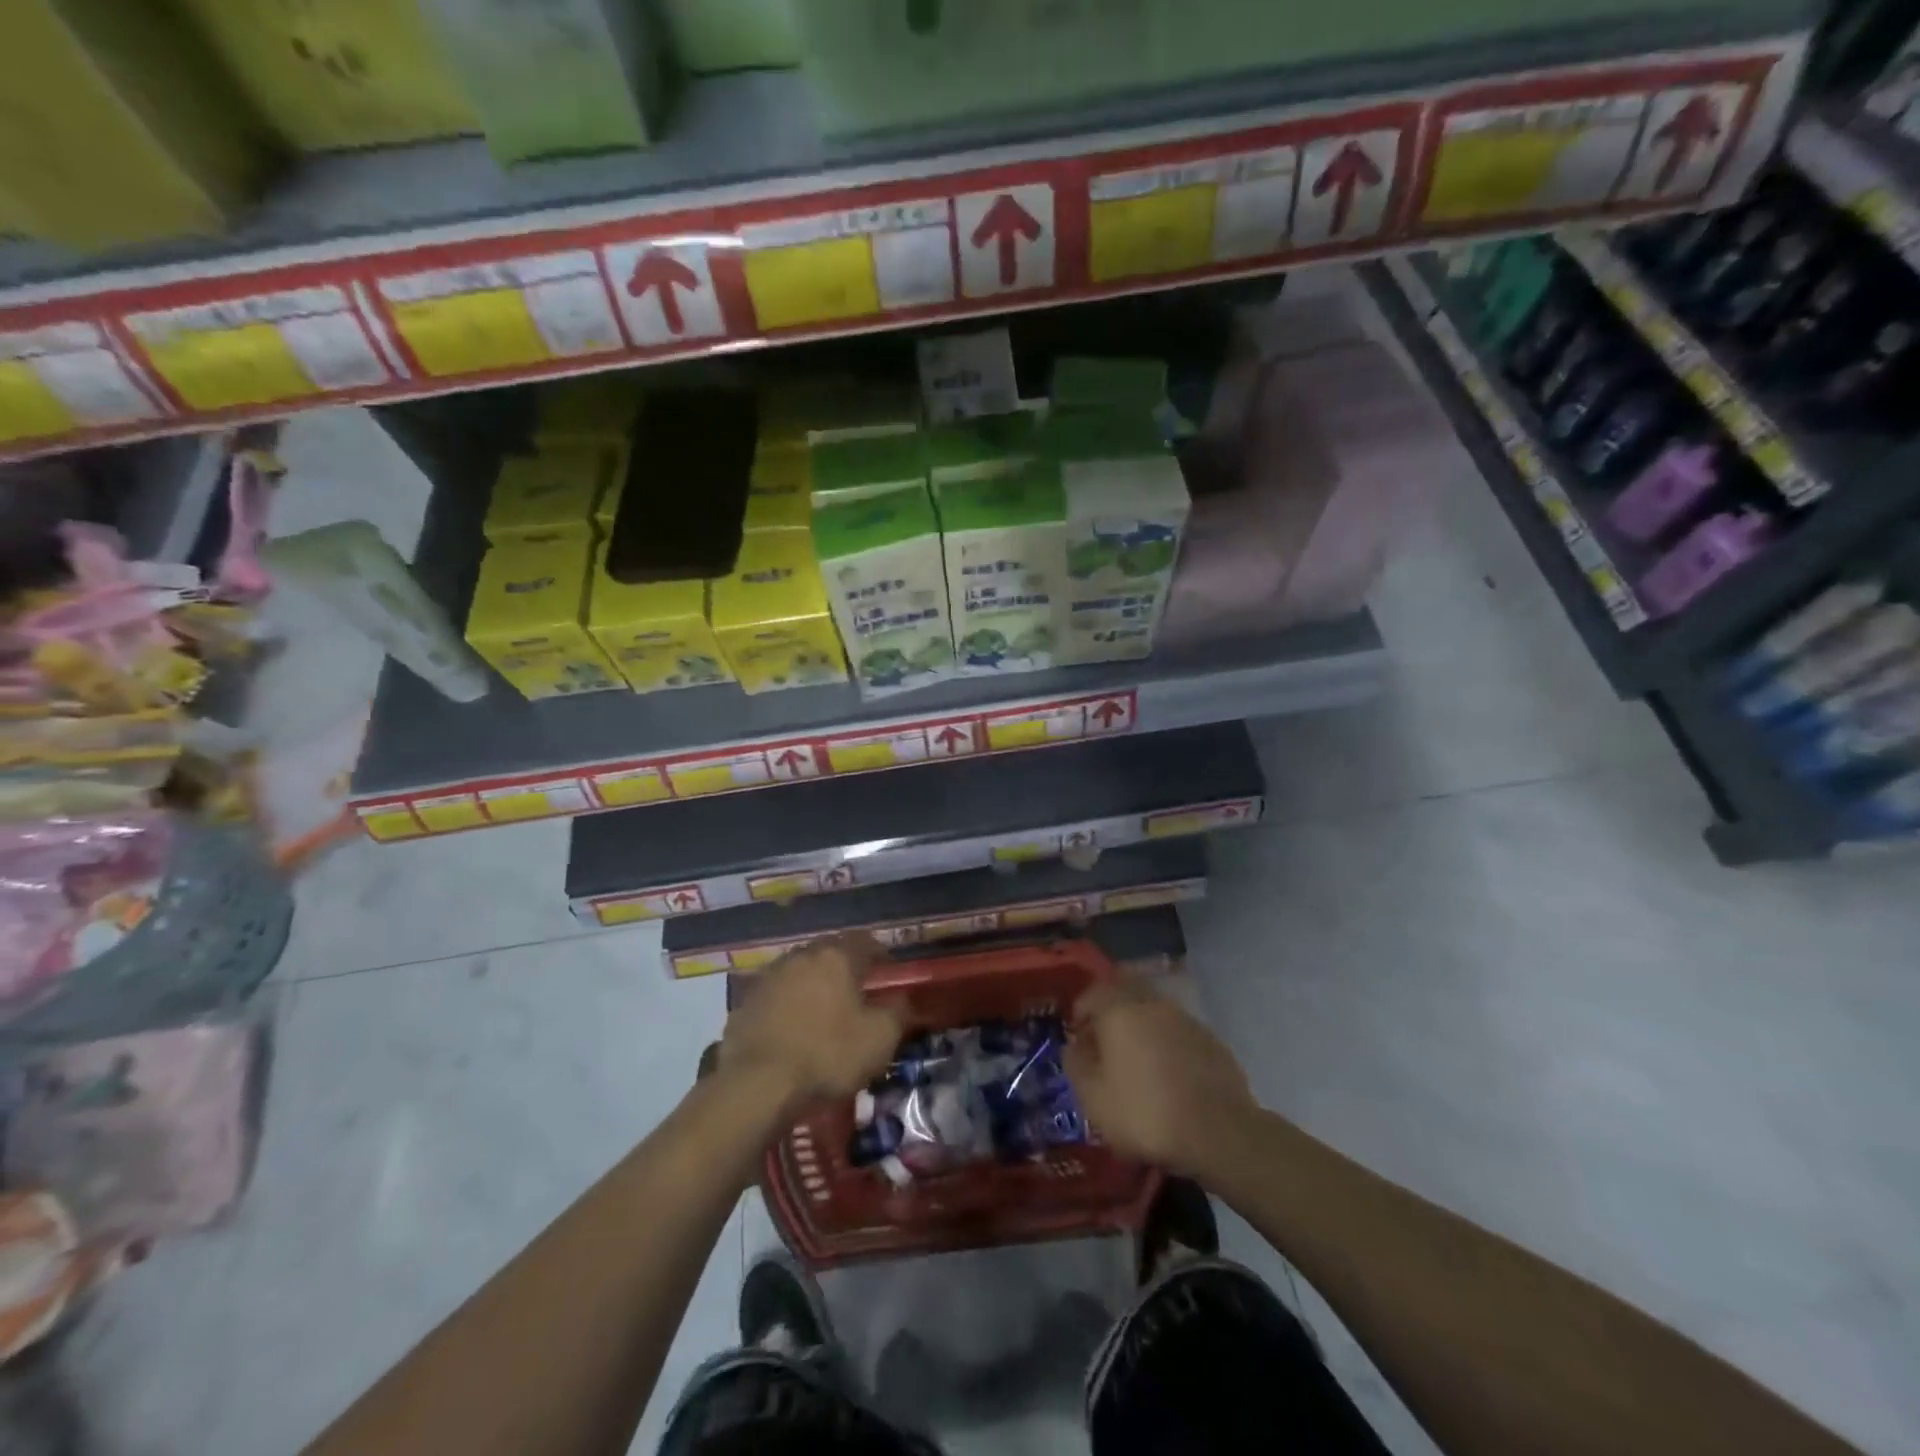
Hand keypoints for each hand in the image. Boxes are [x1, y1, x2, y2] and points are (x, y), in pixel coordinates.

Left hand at [717, 933, 902, 1114]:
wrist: (758, 1085)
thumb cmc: (828, 1055)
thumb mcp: (880, 1038)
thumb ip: (898, 1011)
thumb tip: (901, 999)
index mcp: (836, 958)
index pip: (864, 941)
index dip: (879, 953)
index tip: (888, 968)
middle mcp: (801, 957)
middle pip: (828, 953)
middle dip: (844, 967)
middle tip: (856, 989)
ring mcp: (768, 978)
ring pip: (799, 972)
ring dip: (813, 985)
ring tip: (822, 1010)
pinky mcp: (745, 1003)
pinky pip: (775, 996)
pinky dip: (787, 1006)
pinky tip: (791, 1029)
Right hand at [1064, 980, 1256, 1178]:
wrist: (1219, 1134)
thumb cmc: (1145, 1113)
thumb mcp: (1094, 1098)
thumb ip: (1077, 1064)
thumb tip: (1075, 1045)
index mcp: (1120, 1009)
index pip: (1092, 993)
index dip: (1080, 1013)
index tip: (1078, 1039)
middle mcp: (1153, 1004)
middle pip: (1125, 996)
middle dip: (1112, 1015)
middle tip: (1105, 1046)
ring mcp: (1186, 1020)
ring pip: (1153, 1013)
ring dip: (1141, 1029)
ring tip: (1137, 1064)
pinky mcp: (1211, 1040)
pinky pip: (1177, 1033)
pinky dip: (1166, 1045)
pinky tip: (1168, 1076)